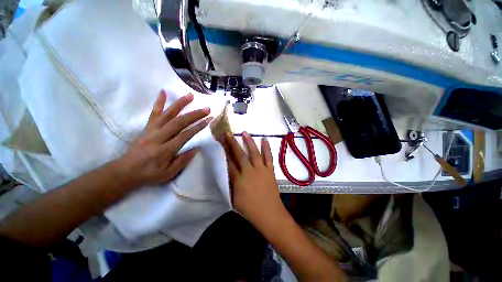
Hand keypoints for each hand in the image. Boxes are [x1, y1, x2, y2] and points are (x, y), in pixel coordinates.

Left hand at [117, 90, 212, 188]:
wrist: (125, 171)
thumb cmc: (150, 174)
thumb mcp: (168, 174)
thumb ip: (183, 161)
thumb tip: (196, 148)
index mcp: (165, 150)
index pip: (185, 135)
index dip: (198, 126)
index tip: (209, 119)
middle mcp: (158, 137)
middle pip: (179, 122)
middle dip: (194, 114)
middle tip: (206, 109)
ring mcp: (151, 130)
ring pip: (167, 114)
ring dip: (180, 104)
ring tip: (191, 95)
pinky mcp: (147, 127)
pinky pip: (153, 113)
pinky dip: (158, 102)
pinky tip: (163, 92)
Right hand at [222, 132, 284, 225]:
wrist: (269, 213)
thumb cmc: (250, 209)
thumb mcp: (234, 199)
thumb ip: (231, 184)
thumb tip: (228, 173)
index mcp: (238, 180)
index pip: (229, 163)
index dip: (224, 152)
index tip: (220, 144)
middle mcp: (248, 171)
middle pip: (239, 155)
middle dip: (232, 144)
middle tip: (228, 134)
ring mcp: (260, 169)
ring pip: (254, 152)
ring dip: (249, 142)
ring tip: (244, 133)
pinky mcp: (269, 170)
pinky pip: (268, 157)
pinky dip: (267, 148)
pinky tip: (264, 140)